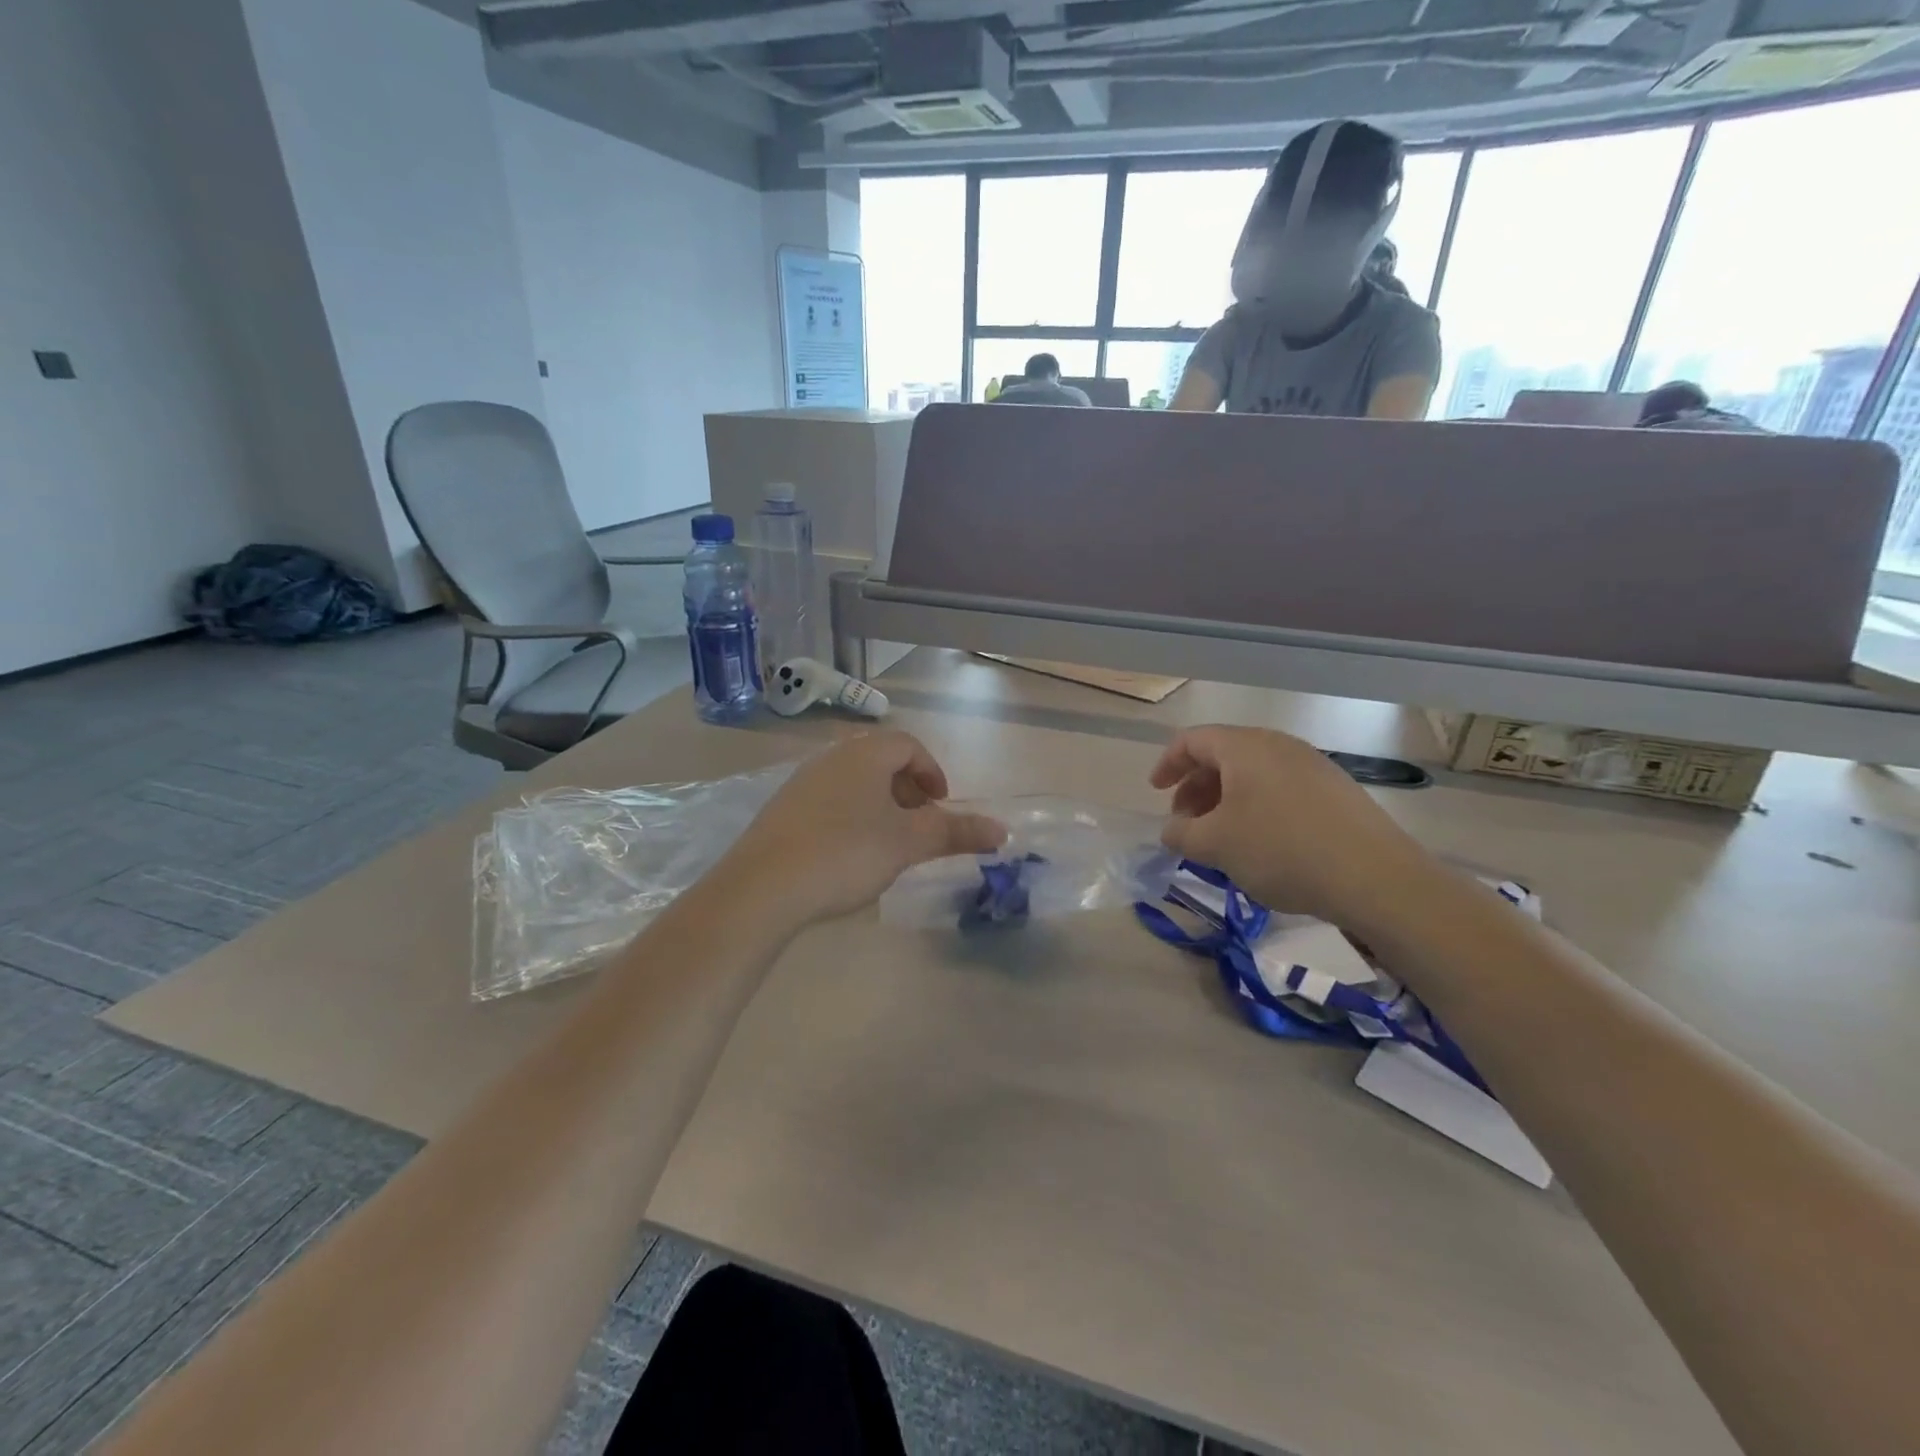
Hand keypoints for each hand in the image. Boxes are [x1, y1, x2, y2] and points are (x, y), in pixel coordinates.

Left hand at [718, 732, 1005, 926]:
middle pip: (880, 761)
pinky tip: (847, 855)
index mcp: (864, 754)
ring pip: (853, 782)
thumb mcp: (908, 843)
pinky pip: (828, 801)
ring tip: (887, 843)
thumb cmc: (846, 853)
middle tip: (918, 825)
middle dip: (907, 790)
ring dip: (879, 805)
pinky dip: (850, 817)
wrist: (762, 887)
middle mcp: (831, 757)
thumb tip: (1003, 830)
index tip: (940, 806)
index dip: (932, 772)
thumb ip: (955, 832)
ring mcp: (801, 782)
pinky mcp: (781, 810)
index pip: (908, 745)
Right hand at [1150, 725, 1427, 926]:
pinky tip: (1261, 844)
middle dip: (1196, 787)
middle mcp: (1279, 745)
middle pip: (1223, 755)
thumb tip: (1173, 829)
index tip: (1156, 793)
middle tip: (1186, 823)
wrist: (1374, 877)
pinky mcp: (1336, 791)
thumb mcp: (1215, 845)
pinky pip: (1281, 789)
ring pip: (1254, 774)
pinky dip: (1257, 807)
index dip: (1167, 764)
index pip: (1192, 740)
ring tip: (1221, 838)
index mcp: (1245, 747)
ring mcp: (1313, 766)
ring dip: (1226, 800)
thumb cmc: (1280, 849)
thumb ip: (1181, 833)